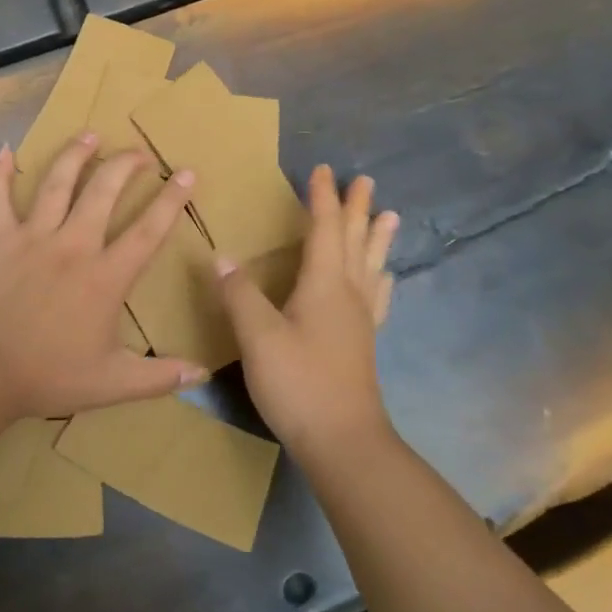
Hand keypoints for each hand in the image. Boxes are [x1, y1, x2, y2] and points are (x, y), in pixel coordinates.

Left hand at [0, 134, 204, 417]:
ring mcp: (32, 237)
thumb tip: (203, 374)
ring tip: (90, 134)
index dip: (171, 200)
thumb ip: (160, 377)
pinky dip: (0, 173)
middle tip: (139, 151)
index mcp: (105, 276)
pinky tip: (6, 150)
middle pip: (104, 192)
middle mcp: (73, 245)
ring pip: (57, 183)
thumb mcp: (112, 384)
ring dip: (75, 155)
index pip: (148, 231)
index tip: (186, 172)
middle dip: (125, 165)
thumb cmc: (48, 375)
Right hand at [218, 165, 398, 458]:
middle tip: (364, 179)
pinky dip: (380, 279)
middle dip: (356, 208)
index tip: (322, 170)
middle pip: (354, 241)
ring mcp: (360, 320)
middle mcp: (348, 294)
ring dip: (376, 238)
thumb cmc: (299, 383)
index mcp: (324, 285)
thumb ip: (239, 294)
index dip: (322, 199)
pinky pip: (376, 296)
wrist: (343, 442)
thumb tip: (222, 256)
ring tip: (389, 216)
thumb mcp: (258, 337)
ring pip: (371, 266)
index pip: (323, 229)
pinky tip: (384, 280)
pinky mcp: (362, 343)